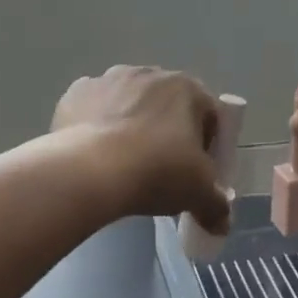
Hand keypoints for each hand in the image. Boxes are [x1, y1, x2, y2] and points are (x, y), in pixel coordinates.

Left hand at [53, 66, 231, 232]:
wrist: (89, 171)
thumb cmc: (156, 172)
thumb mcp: (198, 193)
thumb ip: (216, 206)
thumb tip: (222, 224)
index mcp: (186, 88)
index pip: (208, 113)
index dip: (207, 144)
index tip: (197, 171)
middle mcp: (148, 73)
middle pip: (166, 105)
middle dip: (167, 131)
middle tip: (161, 170)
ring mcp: (108, 79)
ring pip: (128, 103)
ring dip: (130, 125)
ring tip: (123, 164)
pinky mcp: (75, 92)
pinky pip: (93, 108)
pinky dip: (96, 126)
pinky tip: (94, 155)